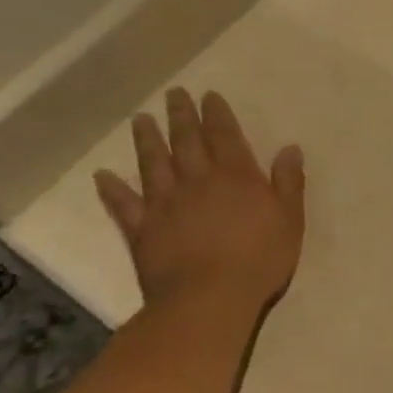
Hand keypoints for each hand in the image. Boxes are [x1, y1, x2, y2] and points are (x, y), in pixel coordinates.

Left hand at [93, 88, 305, 313]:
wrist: (209, 298)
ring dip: (147, 140)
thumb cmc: (259, 259)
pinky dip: (112, 189)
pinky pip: (124, 204)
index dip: (217, 114)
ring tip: (140, 119)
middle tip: (173, 94)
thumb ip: (289, 182)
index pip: (225, 135)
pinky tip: (102, 176)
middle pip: (187, 141)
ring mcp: (166, 204)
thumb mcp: (290, 219)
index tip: (208, 95)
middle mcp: (198, 180)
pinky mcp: (142, 230)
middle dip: (181, 116)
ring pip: (153, 163)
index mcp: (236, 176)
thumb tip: (290, 148)